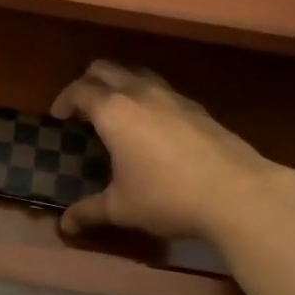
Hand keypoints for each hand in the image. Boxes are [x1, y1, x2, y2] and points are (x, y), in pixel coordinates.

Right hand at [51, 61, 294, 241]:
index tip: (59, 117)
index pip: (80, 90)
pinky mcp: (197, 107)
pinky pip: (162, 89)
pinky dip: (147, 96)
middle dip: (89, 82)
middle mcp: (140, 93)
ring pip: (137, 73)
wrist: (236, 193)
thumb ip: (90, 212)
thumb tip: (64, 225)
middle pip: (106, 69)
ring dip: (120, 83)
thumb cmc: (167, 196)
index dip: (64, 100)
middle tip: (83, 107)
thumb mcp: (122, 208)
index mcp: (114, 111)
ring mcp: (172, 96)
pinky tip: (153, 125)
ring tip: (116, 110)